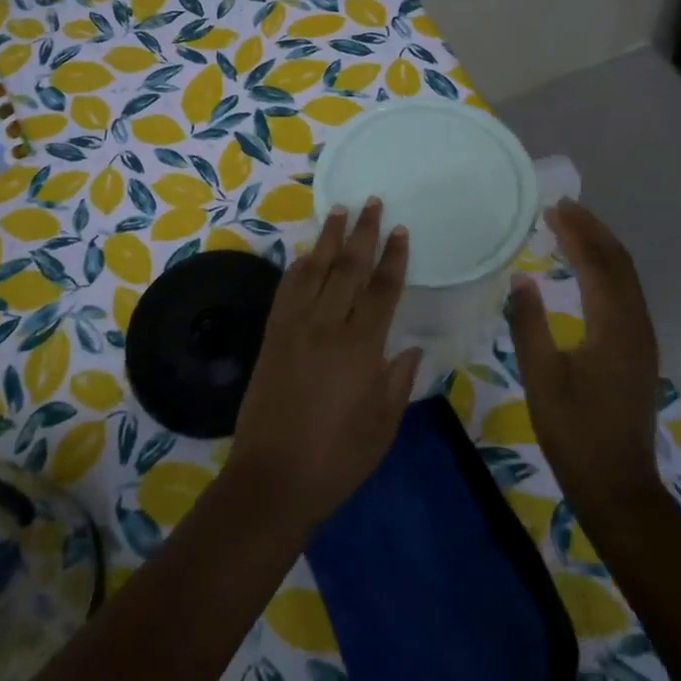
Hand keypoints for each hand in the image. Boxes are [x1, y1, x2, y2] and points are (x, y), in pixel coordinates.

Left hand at [228, 199, 422, 535]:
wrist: (273, 478)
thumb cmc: (337, 459)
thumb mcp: (382, 426)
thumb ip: (397, 381)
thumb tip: (409, 346)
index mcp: (361, 348)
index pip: (382, 290)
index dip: (393, 257)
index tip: (399, 229)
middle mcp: (327, 327)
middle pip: (348, 268)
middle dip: (362, 233)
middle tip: (371, 202)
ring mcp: (294, 328)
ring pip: (315, 271)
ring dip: (328, 239)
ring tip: (339, 210)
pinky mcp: (272, 336)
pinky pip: (286, 291)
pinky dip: (297, 268)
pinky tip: (305, 254)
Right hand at [508, 199, 662, 508]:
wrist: (617, 486)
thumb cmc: (574, 432)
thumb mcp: (540, 377)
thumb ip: (528, 324)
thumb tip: (521, 278)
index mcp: (614, 327)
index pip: (598, 264)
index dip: (577, 232)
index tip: (553, 207)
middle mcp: (636, 325)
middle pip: (620, 264)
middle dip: (594, 231)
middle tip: (564, 208)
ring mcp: (642, 339)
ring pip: (627, 279)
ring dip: (603, 249)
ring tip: (574, 229)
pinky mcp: (638, 352)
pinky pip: (626, 295)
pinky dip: (607, 271)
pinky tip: (587, 272)